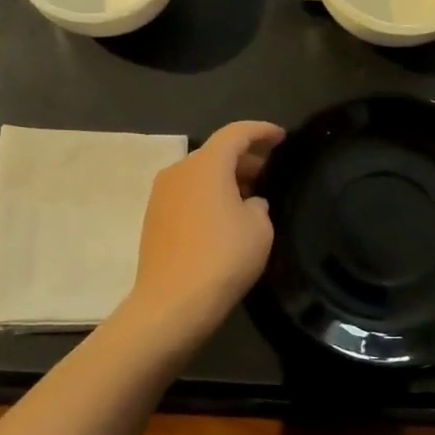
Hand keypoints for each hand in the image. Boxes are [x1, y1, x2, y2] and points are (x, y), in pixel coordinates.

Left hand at [124, 120, 284, 344]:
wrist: (172, 303)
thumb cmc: (223, 257)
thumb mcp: (259, 228)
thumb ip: (258, 205)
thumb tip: (248, 204)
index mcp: (207, 164)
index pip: (236, 133)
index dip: (261, 131)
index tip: (281, 137)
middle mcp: (179, 171)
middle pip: (216, 153)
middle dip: (244, 158)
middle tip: (268, 173)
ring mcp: (161, 195)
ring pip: (199, 175)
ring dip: (224, 179)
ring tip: (249, 198)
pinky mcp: (153, 218)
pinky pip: (187, 195)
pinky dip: (207, 196)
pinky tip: (224, 218)